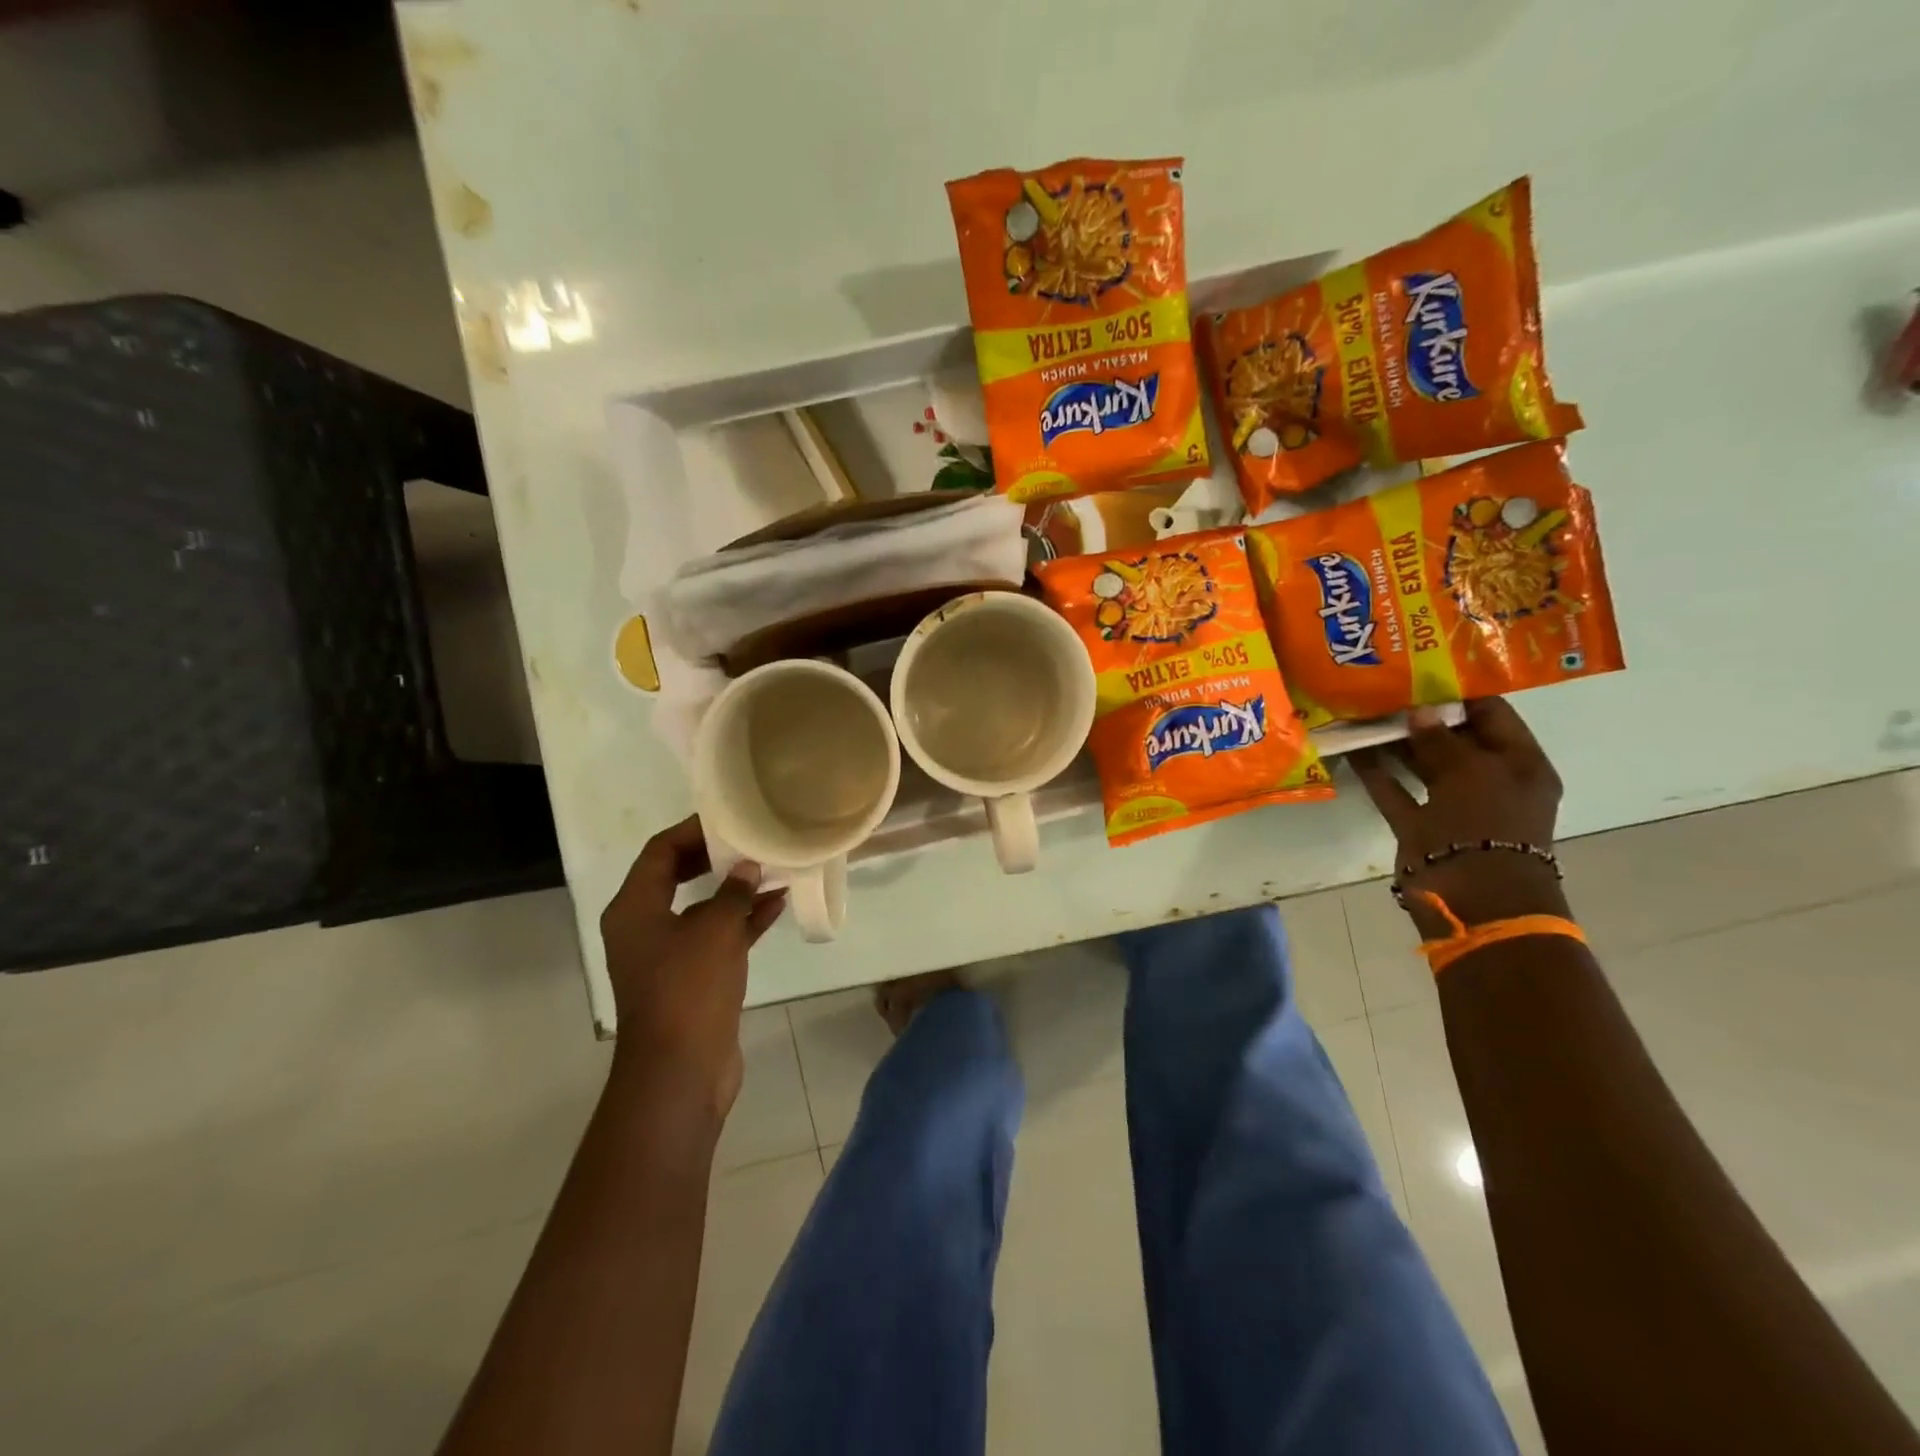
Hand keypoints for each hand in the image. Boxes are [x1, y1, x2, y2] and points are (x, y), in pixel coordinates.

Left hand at [599, 815, 786, 1118]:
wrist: (681, 1071)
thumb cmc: (688, 990)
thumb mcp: (715, 930)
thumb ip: (733, 892)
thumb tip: (747, 868)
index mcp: (634, 908)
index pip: (660, 851)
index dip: (694, 829)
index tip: (732, 817)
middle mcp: (645, 926)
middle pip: (679, 875)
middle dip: (717, 857)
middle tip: (754, 839)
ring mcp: (668, 954)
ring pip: (702, 907)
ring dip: (736, 889)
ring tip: (775, 867)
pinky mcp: (692, 978)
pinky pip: (718, 936)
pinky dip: (743, 920)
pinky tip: (777, 905)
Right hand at [1350, 698, 1569, 937]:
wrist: (1475, 898)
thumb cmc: (1487, 825)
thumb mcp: (1472, 771)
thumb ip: (1442, 739)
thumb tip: (1418, 713)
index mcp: (1520, 765)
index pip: (1492, 715)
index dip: (1460, 693)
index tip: (1421, 671)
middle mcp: (1489, 781)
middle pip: (1453, 739)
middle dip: (1421, 716)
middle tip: (1383, 689)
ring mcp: (1453, 805)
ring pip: (1421, 764)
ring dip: (1394, 742)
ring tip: (1362, 713)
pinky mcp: (1420, 826)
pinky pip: (1396, 791)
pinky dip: (1377, 772)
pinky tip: (1352, 749)